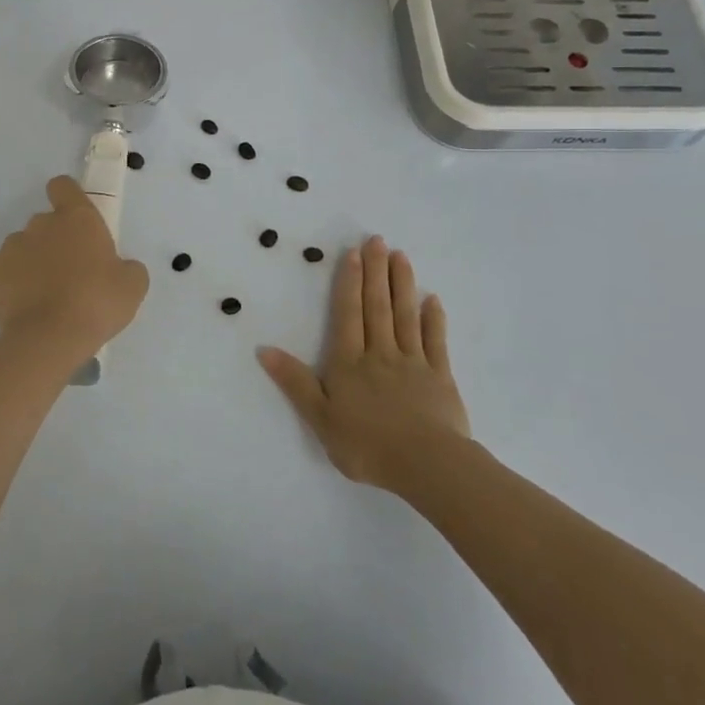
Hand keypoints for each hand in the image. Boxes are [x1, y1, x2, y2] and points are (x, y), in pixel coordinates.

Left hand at [0, 176, 149, 362]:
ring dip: (35, 262)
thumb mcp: (132, 286)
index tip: (76, 220)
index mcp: (77, 219)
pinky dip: (15, 284)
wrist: (49, 339)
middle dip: (56, 241)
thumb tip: (118, 268)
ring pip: (24, 247)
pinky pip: (6, 271)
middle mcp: (41, 224)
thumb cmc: (97, 304)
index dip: (68, 198)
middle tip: (71, 273)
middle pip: (46, 222)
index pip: (63, 186)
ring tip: (47, 296)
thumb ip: (127, 267)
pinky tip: (28, 307)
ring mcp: (12, 247)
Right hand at [257, 235, 470, 491]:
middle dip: (375, 272)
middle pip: (377, 306)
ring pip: (405, 316)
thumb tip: (264, 349)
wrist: (427, 464)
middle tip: (377, 240)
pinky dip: (433, 319)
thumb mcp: (320, 417)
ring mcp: (413, 363)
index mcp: (349, 363)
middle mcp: (380, 354)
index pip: (348, 314)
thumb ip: (295, 382)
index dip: (349, 282)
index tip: (353, 253)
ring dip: (402, 284)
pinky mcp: (440, 377)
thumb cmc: (367, 444)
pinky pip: (435, 341)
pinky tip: (432, 299)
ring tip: (400, 256)